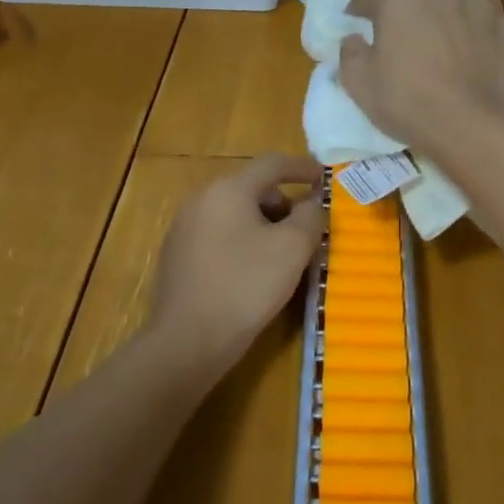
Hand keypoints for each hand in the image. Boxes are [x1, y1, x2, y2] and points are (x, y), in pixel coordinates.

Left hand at [146, 153, 324, 376]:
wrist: (188, 340)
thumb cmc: (245, 286)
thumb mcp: (292, 248)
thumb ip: (310, 216)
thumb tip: (313, 200)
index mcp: (228, 190)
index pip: (272, 164)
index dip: (302, 168)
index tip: (324, 179)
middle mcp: (201, 200)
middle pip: (252, 189)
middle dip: (284, 204)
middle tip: (307, 231)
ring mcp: (184, 229)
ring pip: (235, 215)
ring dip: (265, 226)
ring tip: (285, 257)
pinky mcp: (178, 257)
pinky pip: (220, 237)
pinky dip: (244, 243)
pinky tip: (255, 274)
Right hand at [339, 0, 503, 162]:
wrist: (478, 127)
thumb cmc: (409, 102)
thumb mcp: (358, 84)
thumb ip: (350, 53)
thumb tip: (354, 39)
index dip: (359, 13)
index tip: (355, 26)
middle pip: (416, 0)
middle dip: (406, 17)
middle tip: (402, 47)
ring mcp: (480, 7)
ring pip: (453, 11)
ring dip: (444, 26)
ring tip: (442, 57)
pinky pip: (483, 30)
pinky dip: (476, 41)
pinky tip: (473, 66)